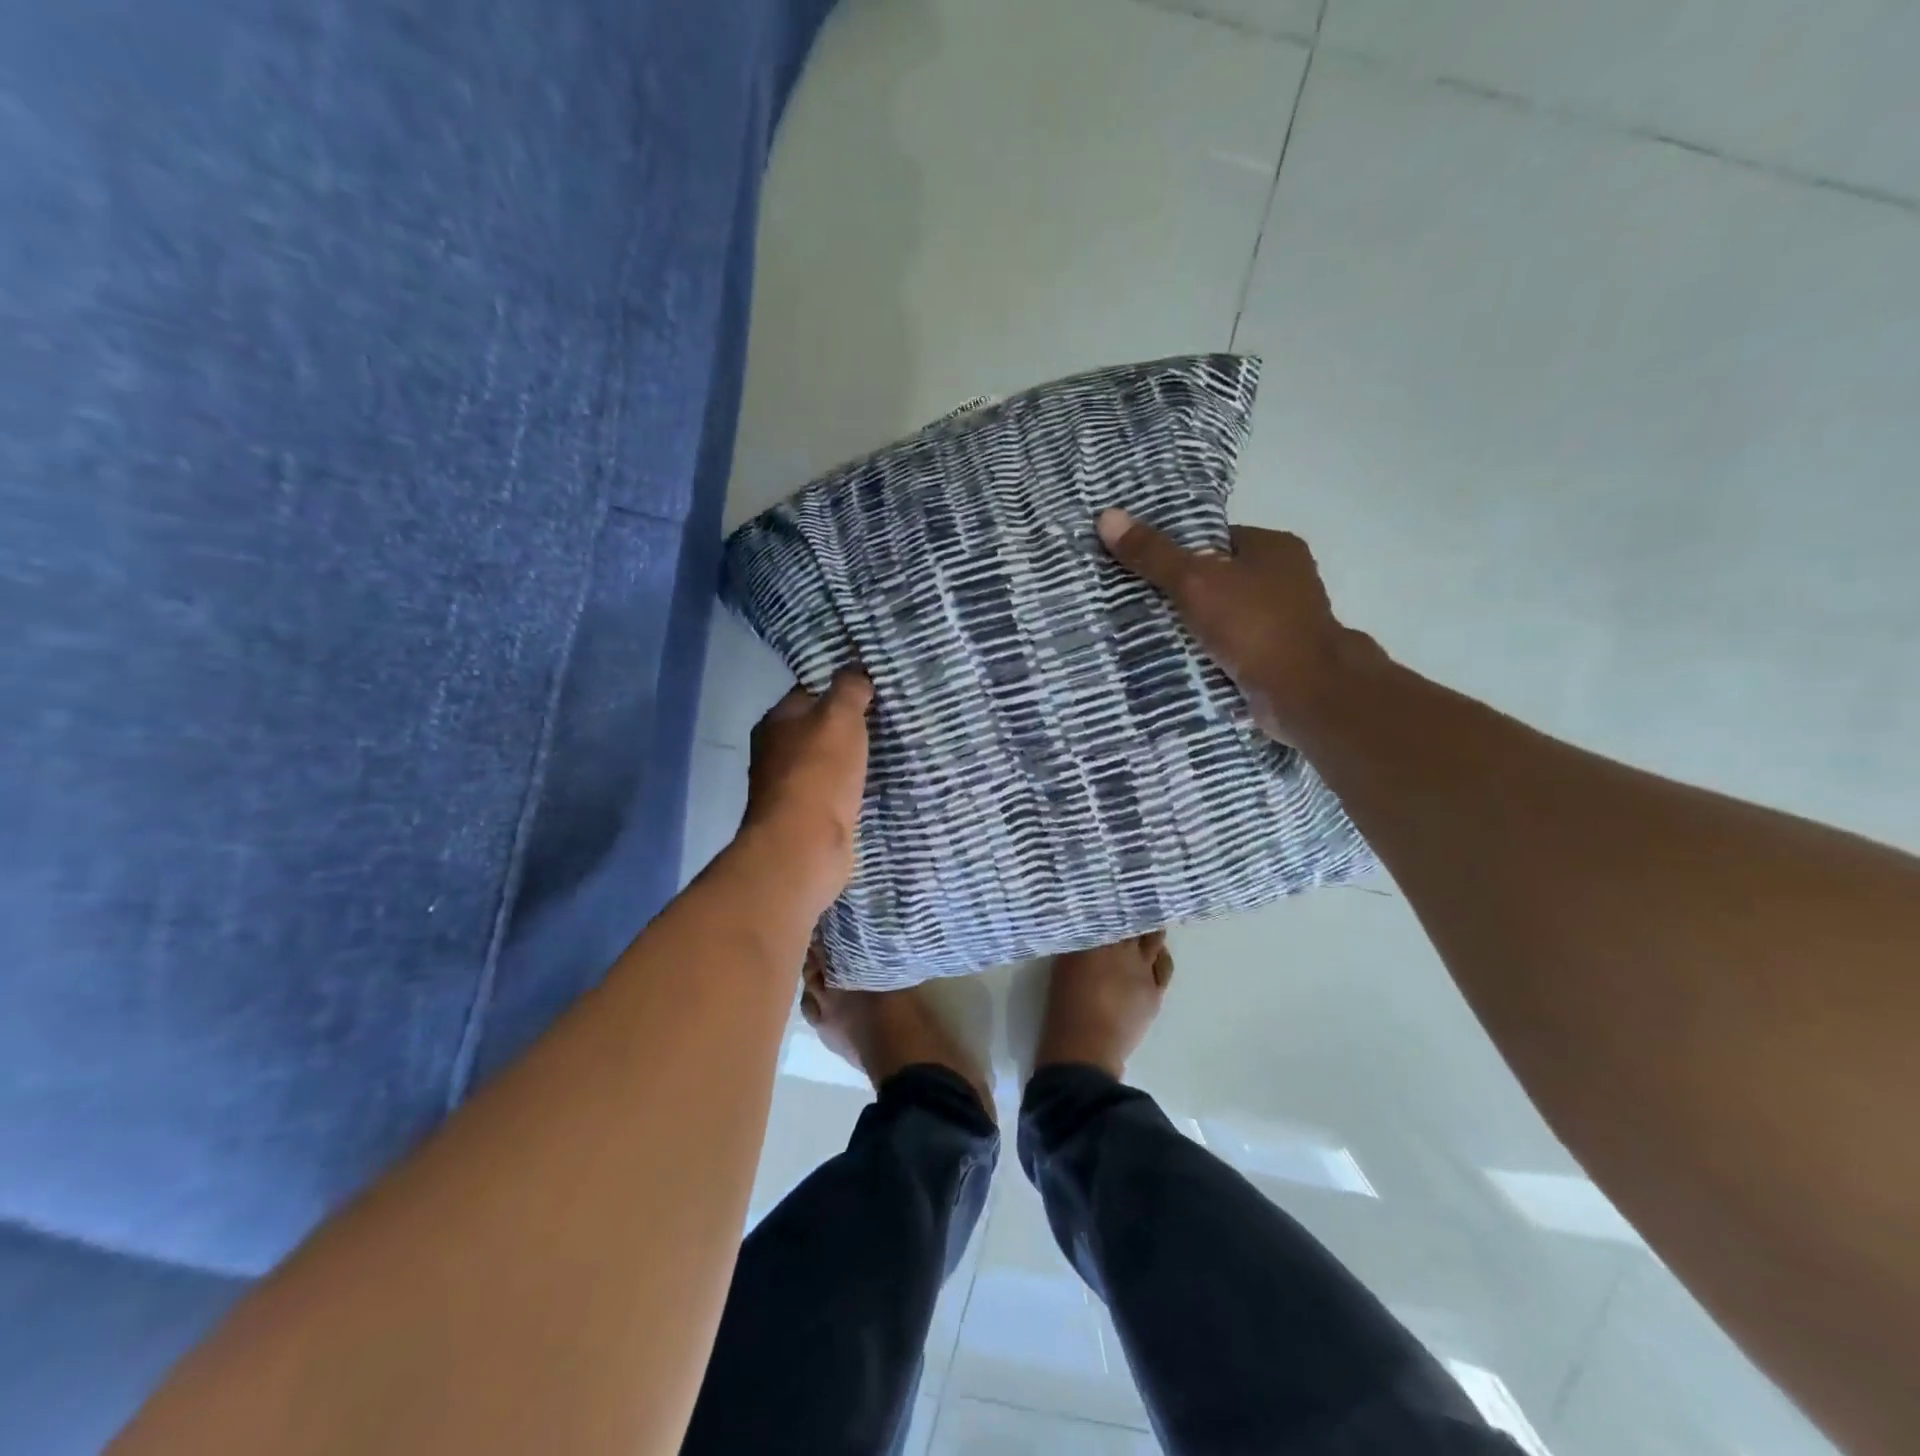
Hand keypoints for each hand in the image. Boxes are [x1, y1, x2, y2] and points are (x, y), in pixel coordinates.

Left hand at [739, 670, 874, 911]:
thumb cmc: (819, 773)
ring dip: (854, 756)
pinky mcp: (807, 816)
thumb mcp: (839, 716)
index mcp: (776, 721)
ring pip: (828, 760)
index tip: (875, 684)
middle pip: (819, 727)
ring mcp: (790, 786)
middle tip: (890, 714)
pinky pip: (835, 789)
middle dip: (851, 722)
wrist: (804, 845)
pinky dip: (853, 785)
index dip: (842, 685)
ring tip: (892, 746)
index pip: (811, 690)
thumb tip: (857, 668)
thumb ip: (849, 688)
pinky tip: (878, 782)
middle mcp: (776, 751)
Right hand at [1097, 508, 1381, 744]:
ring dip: (1190, 627)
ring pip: (1221, 616)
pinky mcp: (1273, 659)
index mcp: (1275, 549)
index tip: (1140, 565)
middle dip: (1179, 592)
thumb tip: (1107, 516)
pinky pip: (1228, 649)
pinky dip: (1204, 654)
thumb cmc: (1255, 625)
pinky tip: (1171, 660)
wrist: (1304, 693)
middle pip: (1217, 579)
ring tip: (1143, 632)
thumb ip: (1154, 554)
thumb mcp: (1196, 582)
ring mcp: (1281, 623)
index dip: (1178, 550)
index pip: (1216, 539)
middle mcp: (1284, 581)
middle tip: (1133, 600)